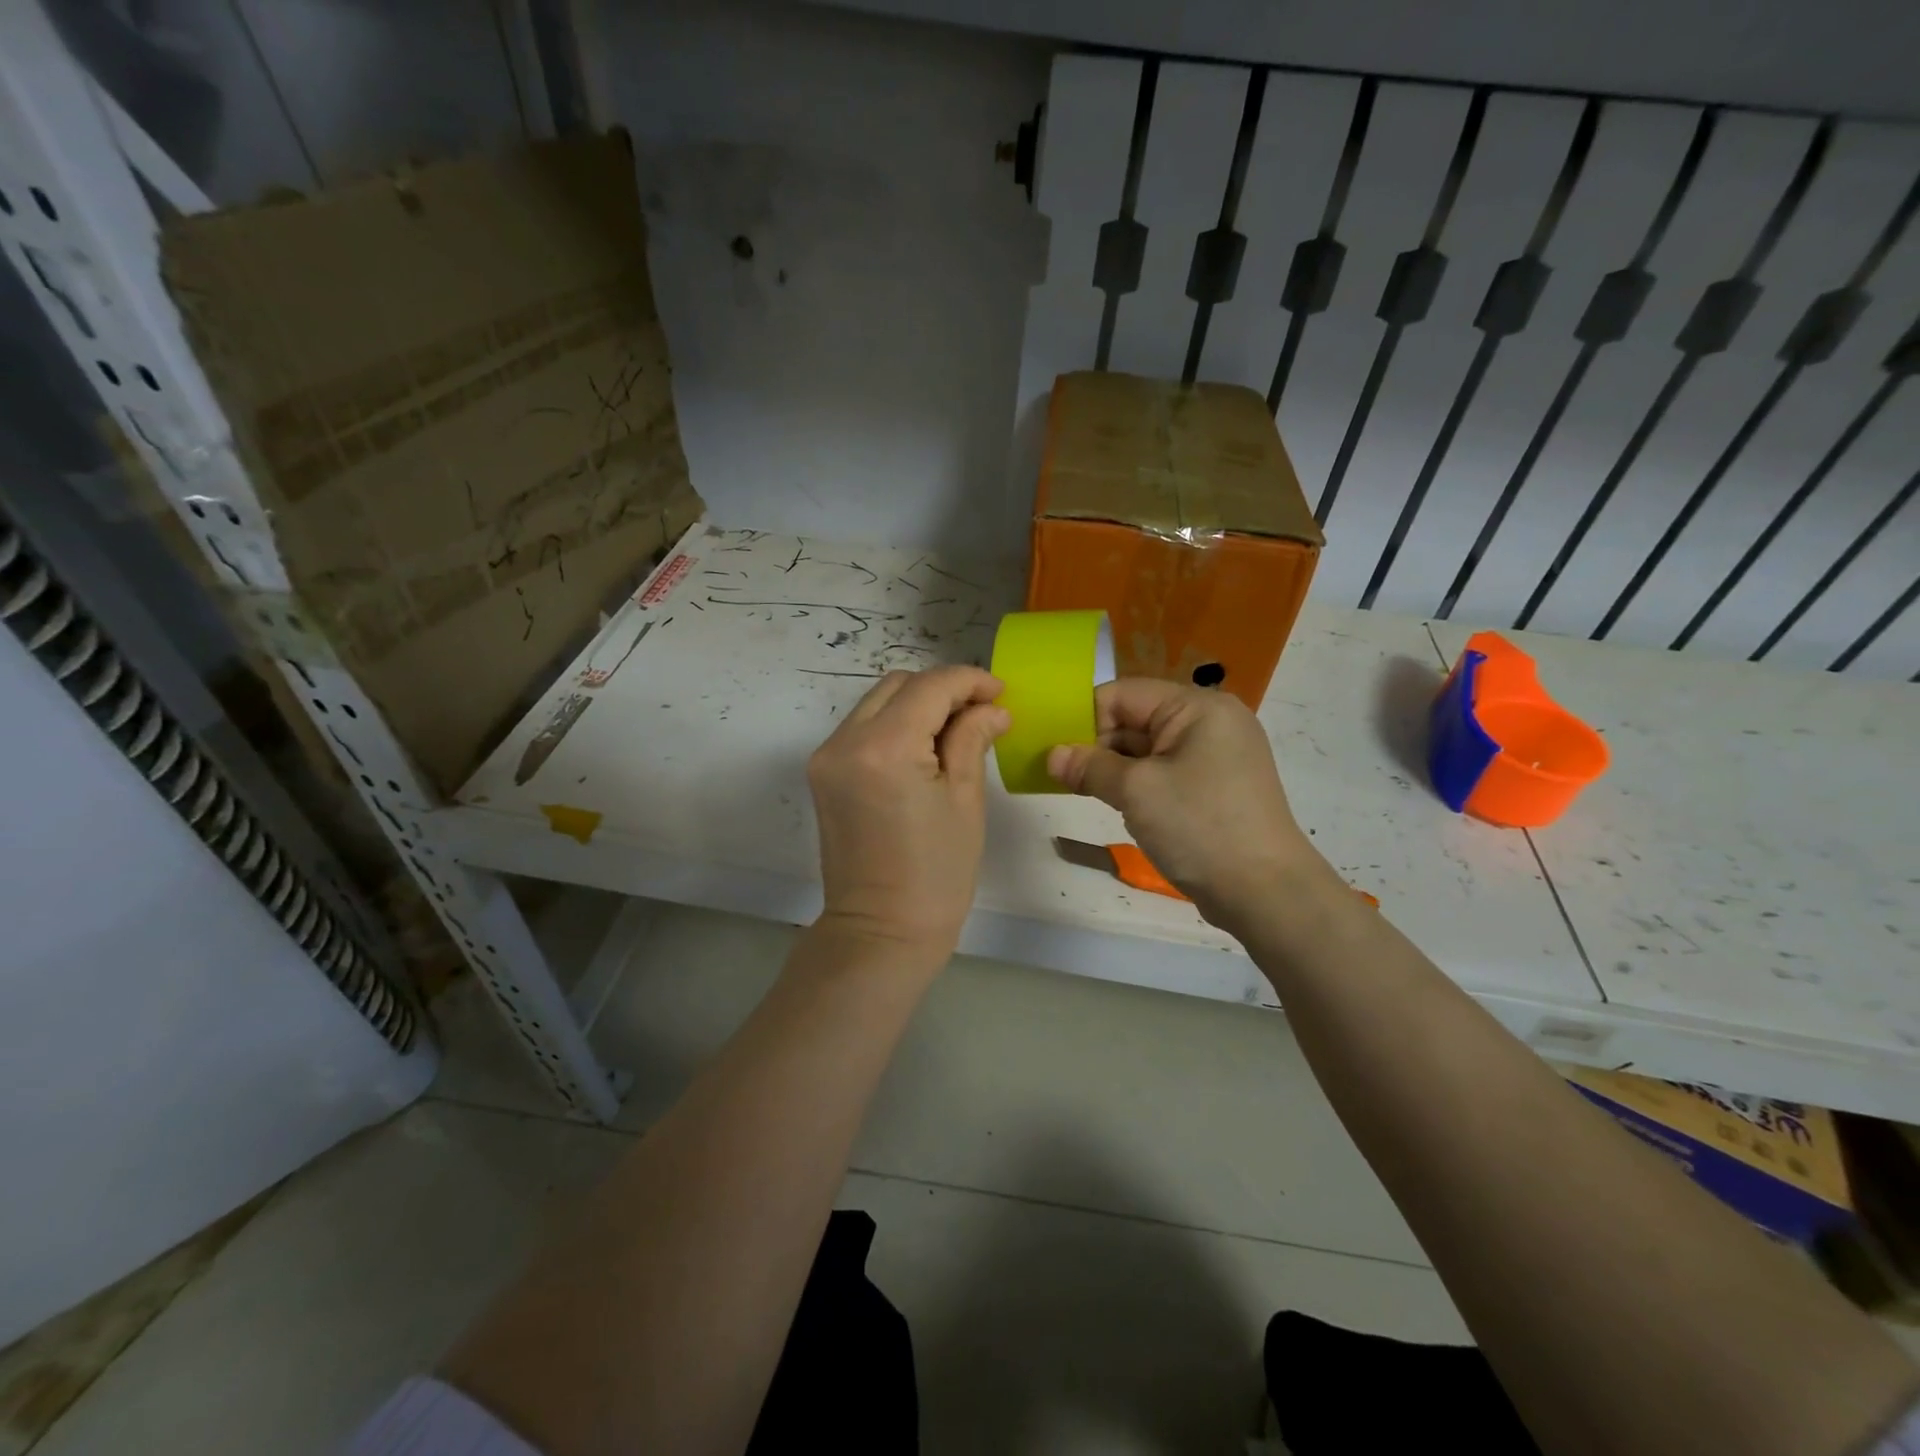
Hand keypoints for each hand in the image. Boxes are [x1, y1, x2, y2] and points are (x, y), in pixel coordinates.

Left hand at [808, 666, 1010, 952]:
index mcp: (884, 747)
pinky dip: (895, 724)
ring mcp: (827, 756)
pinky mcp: (823, 772)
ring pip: (877, 702)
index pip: (930, 686)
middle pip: (899, 685)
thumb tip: (992, 708)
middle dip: (943, 689)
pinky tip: (925, 748)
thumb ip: (973, 739)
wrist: (880, 931)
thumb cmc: (936, 874)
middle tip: (982, 713)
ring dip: (918, 704)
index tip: (1001, 693)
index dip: (970, 681)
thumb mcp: (964, 801)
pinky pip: (862, 727)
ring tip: (957, 729)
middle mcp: (845, 741)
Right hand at [1046, 679, 1328, 930]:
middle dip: (1096, 744)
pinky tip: (1113, 803)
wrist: (1265, 892)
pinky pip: (1163, 773)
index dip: (1085, 717)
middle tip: (1059, 773)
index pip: (1124, 694)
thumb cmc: (1200, 827)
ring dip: (1113, 768)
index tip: (1053, 748)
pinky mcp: (1212, 788)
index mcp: (1198, 708)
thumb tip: (1052, 756)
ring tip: (1078, 789)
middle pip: (1135, 719)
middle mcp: (1209, 723)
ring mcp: (1214, 757)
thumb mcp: (1136, 791)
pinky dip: (1135, 785)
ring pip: (1146, 750)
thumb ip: (1090, 767)